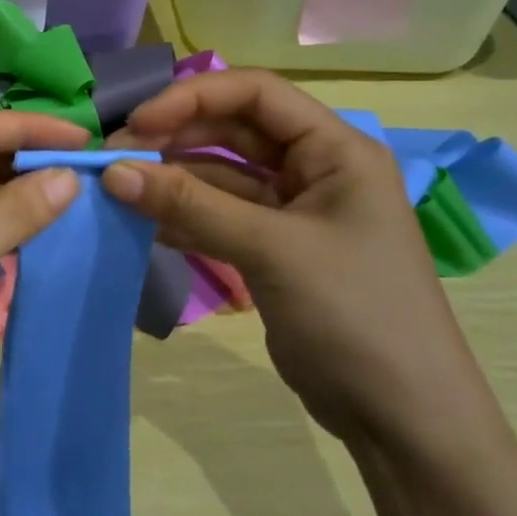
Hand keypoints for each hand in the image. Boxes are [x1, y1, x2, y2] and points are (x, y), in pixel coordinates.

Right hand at [102, 69, 492, 444]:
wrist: (404, 423)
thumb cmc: (356, 315)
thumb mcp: (272, 250)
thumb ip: (190, 205)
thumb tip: (112, 171)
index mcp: (335, 149)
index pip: (255, 92)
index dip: (192, 97)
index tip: (138, 124)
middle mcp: (314, 169)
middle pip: (232, 130)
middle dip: (173, 138)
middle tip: (115, 160)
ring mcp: (293, 211)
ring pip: (220, 174)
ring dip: (172, 179)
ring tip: (119, 191)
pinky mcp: (274, 250)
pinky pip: (219, 215)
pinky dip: (182, 216)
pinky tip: (144, 225)